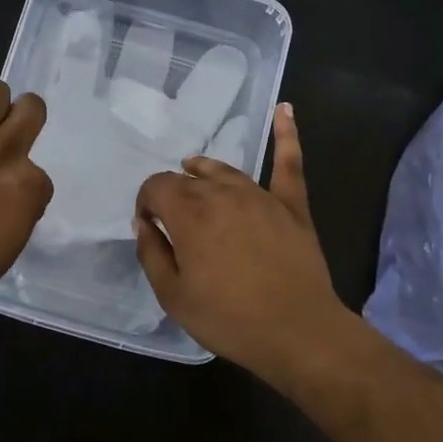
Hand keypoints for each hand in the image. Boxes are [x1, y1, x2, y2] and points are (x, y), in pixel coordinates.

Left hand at [0, 79, 52, 320]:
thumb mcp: (9, 248)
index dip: (24, 187)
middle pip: (31, 108)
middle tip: (7, 136)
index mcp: (27, 186)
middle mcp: (3, 152)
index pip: (40, 175)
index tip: (8, 200)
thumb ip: (19, 213)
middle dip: (24, 118)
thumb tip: (14, 199)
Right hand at [134, 104, 351, 373]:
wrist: (298, 332)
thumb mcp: (173, 295)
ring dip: (205, 170)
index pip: (156, 186)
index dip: (146, 202)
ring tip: (194, 169)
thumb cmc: (229, 318)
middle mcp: (222, 193)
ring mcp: (260, 195)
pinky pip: (288, 162)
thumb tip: (144, 222)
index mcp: (189, 213)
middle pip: (189, 179)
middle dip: (174, 193)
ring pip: (225, 170)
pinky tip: (285, 108)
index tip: (149, 226)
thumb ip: (152, 252)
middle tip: (174, 221)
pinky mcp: (292, 205)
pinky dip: (286, 134)